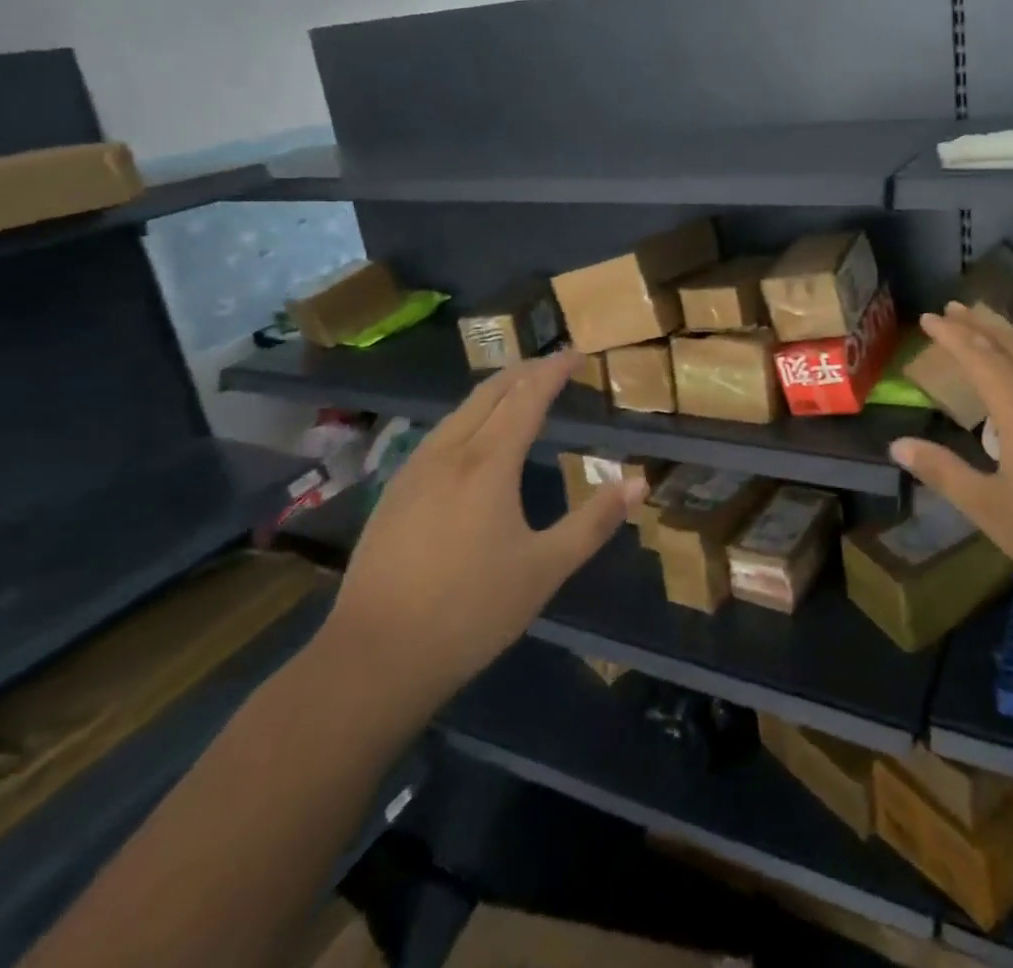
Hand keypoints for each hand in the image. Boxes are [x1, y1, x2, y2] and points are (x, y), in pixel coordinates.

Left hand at [319, 351, 637, 720]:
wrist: (374, 658)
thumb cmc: (470, 611)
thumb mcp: (545, 569)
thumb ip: (594, 522)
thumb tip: (638, 482)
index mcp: (488, 463)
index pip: (527, 397)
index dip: (553, 371)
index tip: (576, 354)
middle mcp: (448, 453)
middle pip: (489, 393)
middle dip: (523, 371)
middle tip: (553, 365)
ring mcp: (414, 471)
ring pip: (459, 412)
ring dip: (494, 393)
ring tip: (519, 393)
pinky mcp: (394, 494)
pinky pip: (439, 435)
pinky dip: (469, 418)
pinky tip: (472, 441)